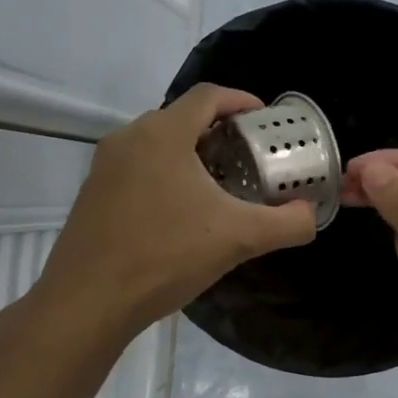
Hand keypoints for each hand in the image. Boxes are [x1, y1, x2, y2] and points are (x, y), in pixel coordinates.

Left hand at [39, 85, 316, 336]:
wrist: (87, 302)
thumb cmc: (165, 256)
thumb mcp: (239, 239)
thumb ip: (287, 223)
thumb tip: (310, 215)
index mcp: (163, 134)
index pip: (208, 96)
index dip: (241, 100)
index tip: (264, 119)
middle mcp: (129, 138)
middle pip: (182, 118)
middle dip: (219, 131)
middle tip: (248, 157)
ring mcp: (104, 166)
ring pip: (157, 144)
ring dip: (191, 155)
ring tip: (219, 186)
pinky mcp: (92, 193)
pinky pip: (137, 169)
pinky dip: (165, 175)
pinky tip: (180, 213)